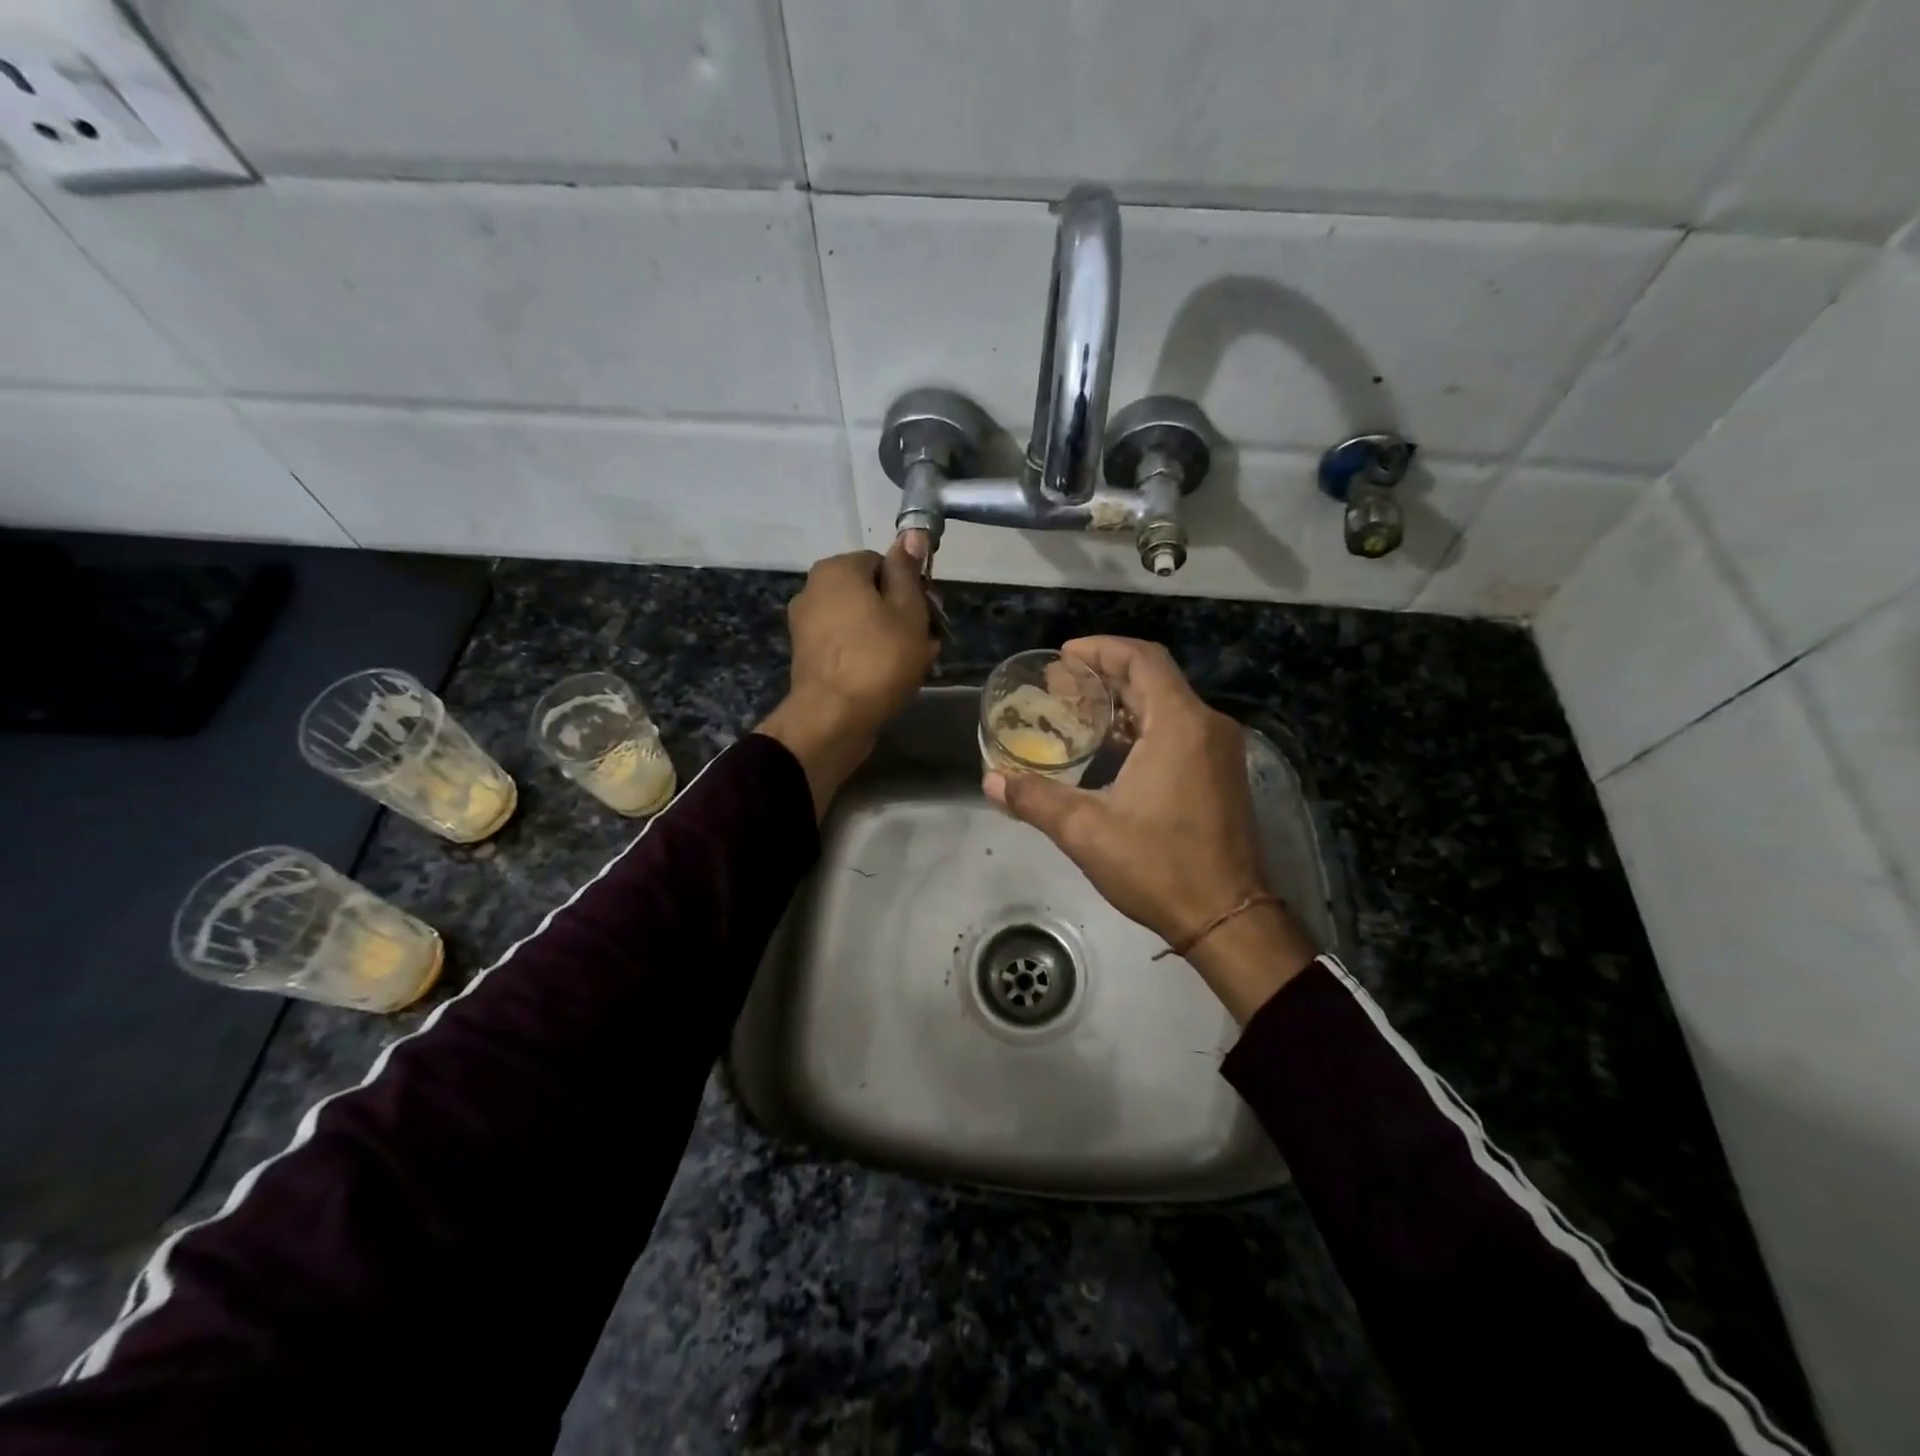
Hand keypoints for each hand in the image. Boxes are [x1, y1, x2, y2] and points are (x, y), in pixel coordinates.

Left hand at [756, 542, 937, 816]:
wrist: (833, 719)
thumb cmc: (879, 659)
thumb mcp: (908, 610)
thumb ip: (907, 571)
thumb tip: (909, 534)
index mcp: (836, 569)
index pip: (884, 562)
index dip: (912, 587)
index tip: (930, 615)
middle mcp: (813, 589)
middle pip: (871, 592)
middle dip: (901, 615)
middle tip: (927, 643)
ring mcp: (806, 625)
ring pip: (861, 621)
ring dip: (889, 637)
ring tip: (914, 666)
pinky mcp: (807, 656)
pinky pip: (847, 645)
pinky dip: (867, 655)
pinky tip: (888, 678)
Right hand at [983, 637, 1316, 1020]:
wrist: (1227, 917)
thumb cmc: (1158, 866)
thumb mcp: (1086, 831)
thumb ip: (1036, 799)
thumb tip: (992, 781)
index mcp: (1180, 724)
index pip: (1141, 660)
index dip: (1100, 649)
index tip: (1063, 656)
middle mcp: (1207, 726)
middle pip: (1154, 678)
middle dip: (1105, 674)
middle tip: (1059, 683)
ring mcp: (1220, 751)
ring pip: (1168, 705)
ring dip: (1125, 701)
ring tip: (1078, 711)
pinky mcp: (1222, 774)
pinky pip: (1180, 730)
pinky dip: (1144, 726)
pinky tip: (1112, 748)